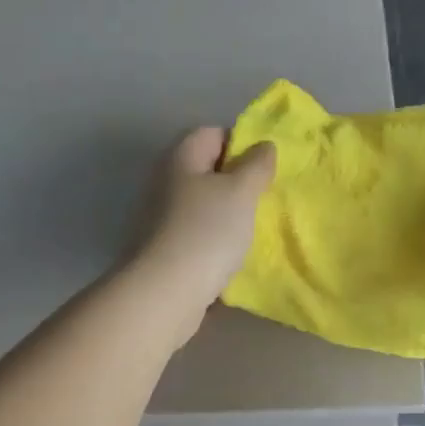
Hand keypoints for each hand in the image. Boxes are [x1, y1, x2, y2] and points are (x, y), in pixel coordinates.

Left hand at [128, 127, 275, 346]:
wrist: (165, 292)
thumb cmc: (206, 231)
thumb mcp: (241, 192)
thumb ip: (256, 165)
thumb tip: (263, 146)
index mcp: (180, 157)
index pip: (213, 133)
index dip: (241, 144)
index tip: (264, 168)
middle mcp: (165, 180)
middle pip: (207, 169)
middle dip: (237, 181)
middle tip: (263, 198)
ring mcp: (160, 215)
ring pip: (203, 203)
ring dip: (227, 212)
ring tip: (252, 227)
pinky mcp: (162, 246)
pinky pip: (196, 231)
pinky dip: (214, 238)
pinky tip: (231, 252)